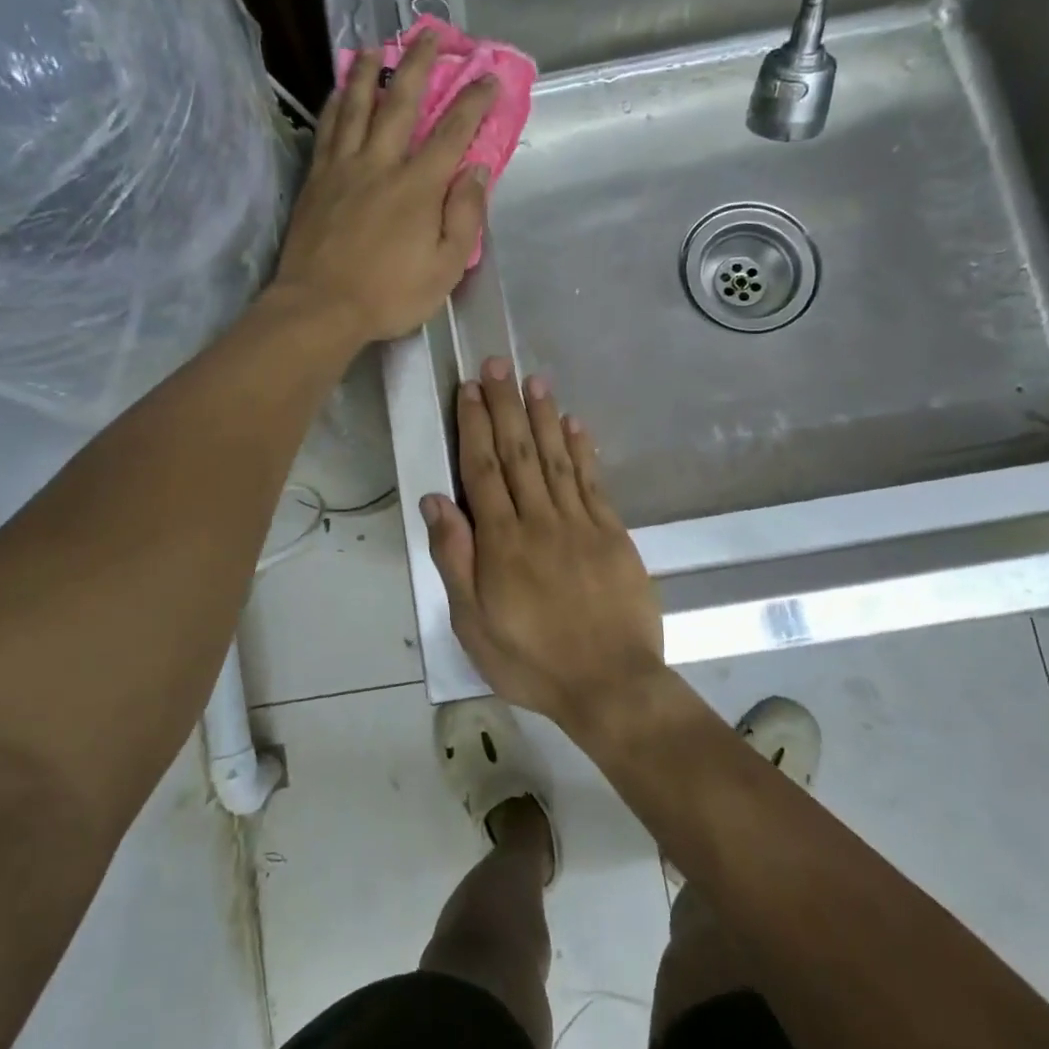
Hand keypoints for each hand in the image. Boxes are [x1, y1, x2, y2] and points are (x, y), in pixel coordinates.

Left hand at [271, 30, 497, 344]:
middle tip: (430, 34)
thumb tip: (478, 170)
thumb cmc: (389, 295)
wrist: (320, 307)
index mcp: (418, 186)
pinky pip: (327, 129)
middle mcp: (381, 163)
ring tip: (377, 47)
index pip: (453, 132)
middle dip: (420, 64)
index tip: (488, 77)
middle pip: (401, 102)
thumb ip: (465, 216)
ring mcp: (343, 167)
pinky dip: (335, 102)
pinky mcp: (316, 179)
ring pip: (357, 105)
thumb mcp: (445, 268)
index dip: (474, 101)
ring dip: (369, 72)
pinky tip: (338, 89)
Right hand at [421, 359, 666, 728]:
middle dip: (505, 405)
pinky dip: (582, 449)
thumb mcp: (473, 622)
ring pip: (556, 458)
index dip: (474, 425)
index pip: (482, 470)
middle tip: (497, 364)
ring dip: (542, 416)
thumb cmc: (531, 659)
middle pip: (518, 452)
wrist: (610, 684)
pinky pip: (593, 481)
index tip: (470, 389)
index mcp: (501, 541)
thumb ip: (455, 558)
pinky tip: (574, 424)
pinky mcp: (612, 533)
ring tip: (533, 380)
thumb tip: (436, 500)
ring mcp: (580, 523)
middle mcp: (539, 520)